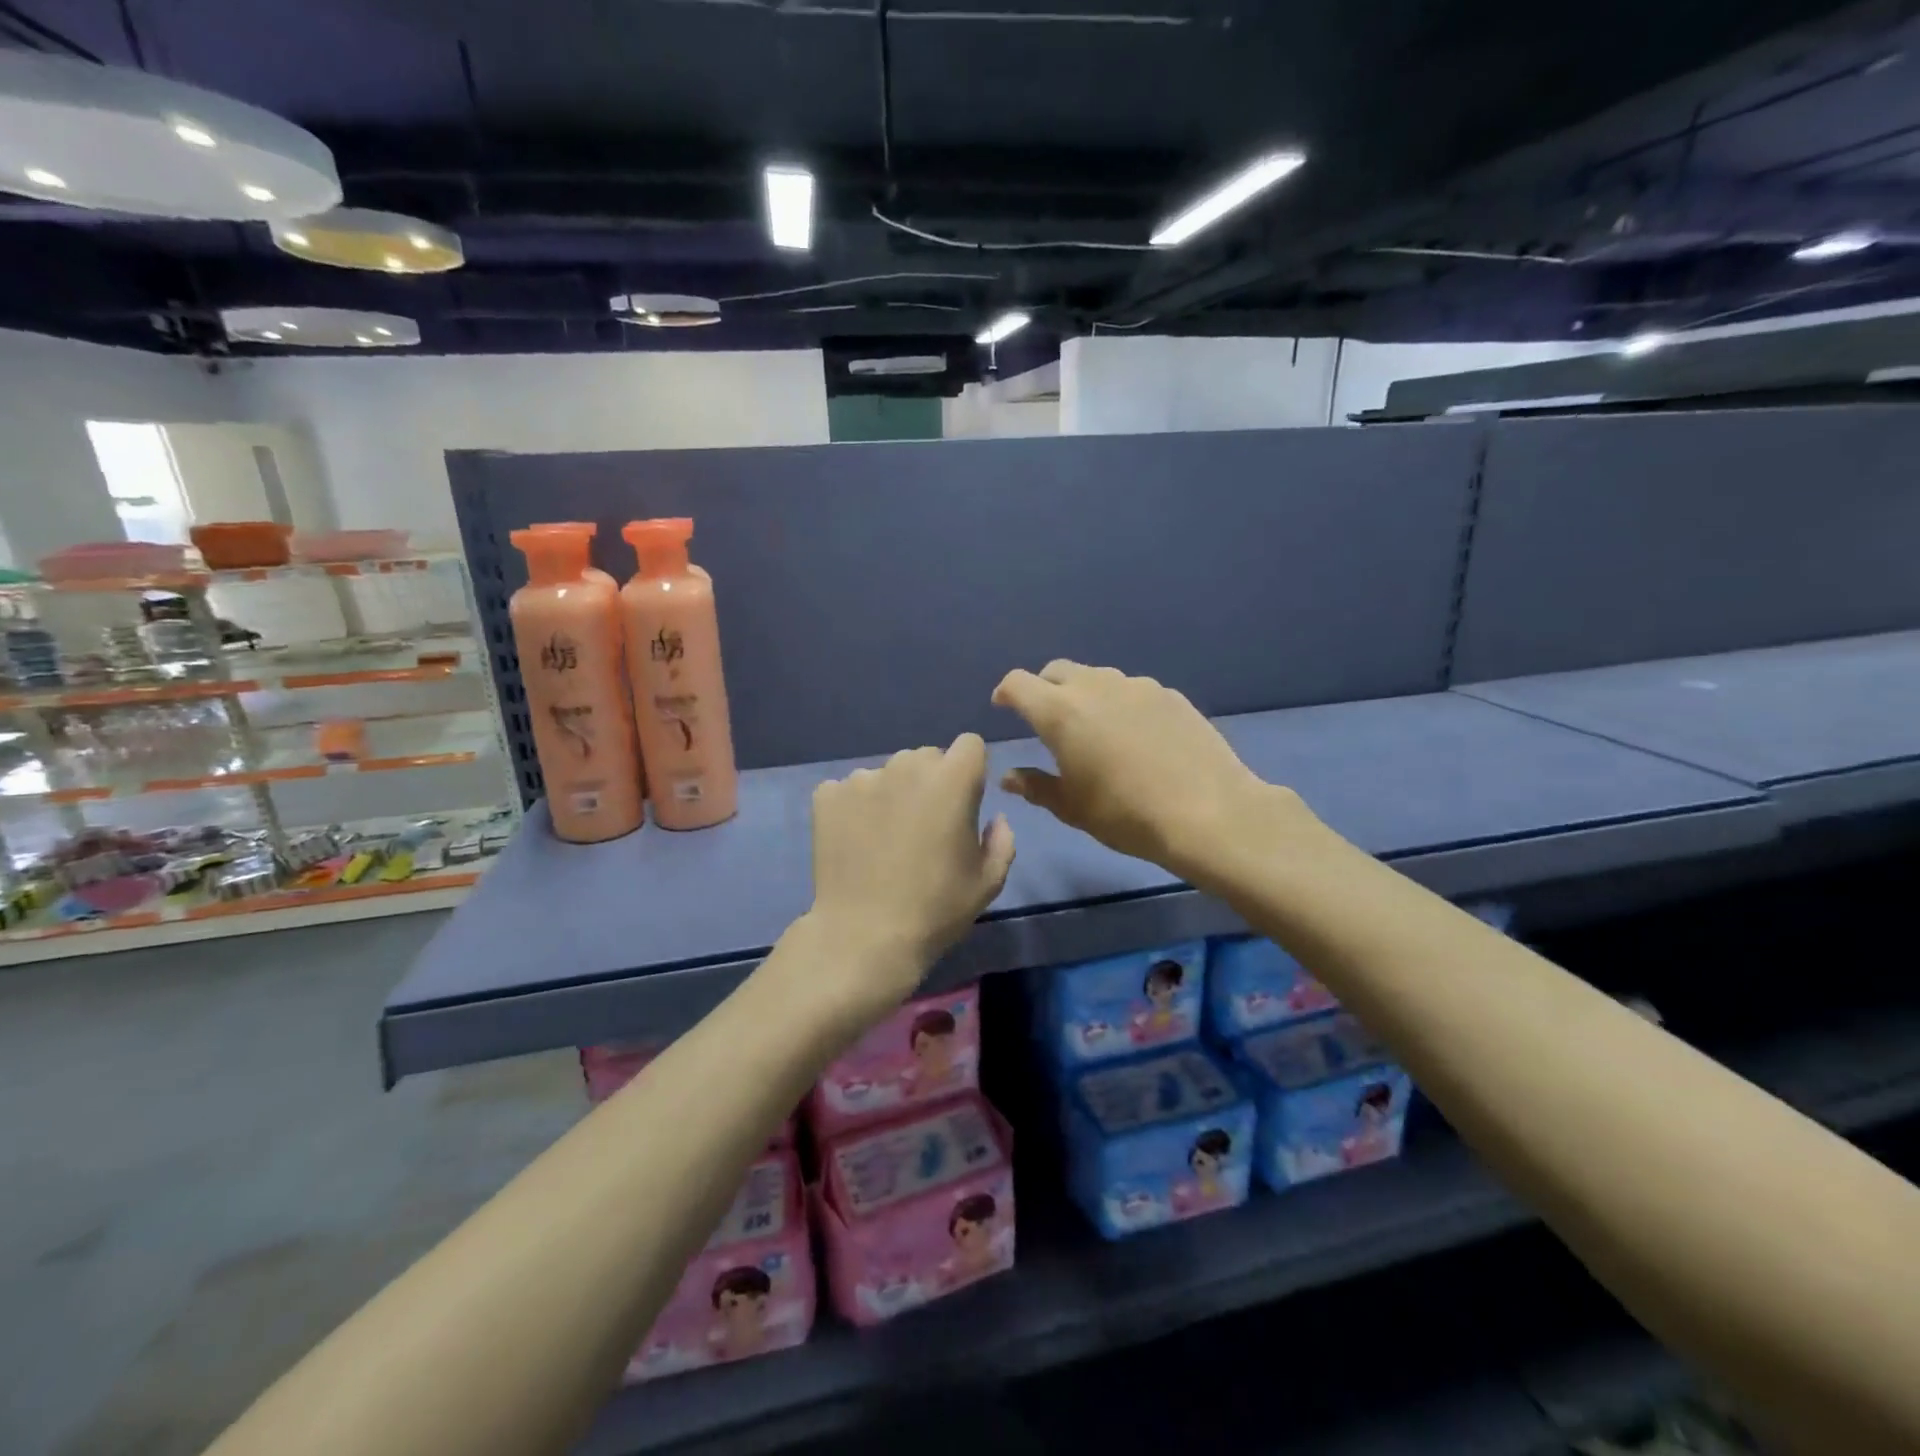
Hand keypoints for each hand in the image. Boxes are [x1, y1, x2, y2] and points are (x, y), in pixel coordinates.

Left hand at [806, 733, 1015, 1016]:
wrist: (864, 936)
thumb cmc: (936, 909)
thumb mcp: (988, 881)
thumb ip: (1001, 840)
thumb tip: (994, 819)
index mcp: (952, 780)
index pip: (969, 745)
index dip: (970, 771)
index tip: (964, 803)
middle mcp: (906, 766)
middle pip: (926, 757)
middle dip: (930, 782)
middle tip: (924, 827)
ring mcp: (862, 778)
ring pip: (887, 773)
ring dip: (892, 794)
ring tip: (884, 838)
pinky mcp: (827, 796)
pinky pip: (849, 789)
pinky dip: (854, 808)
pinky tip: (855, 842)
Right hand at [992, 660, 1299, 880]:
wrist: (1209, 813)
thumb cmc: (1127, 815)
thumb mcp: (1072, 808)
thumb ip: (1036, 787)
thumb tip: (1009, 777)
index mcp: (1061, 712)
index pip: (1018, 683)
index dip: (1006, 693)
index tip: (1003, 707)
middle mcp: (1095, 687)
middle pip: (1057, 671)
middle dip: (1043, 688)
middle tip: (1046, 720)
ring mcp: (1136, 686)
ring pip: (1096, 678)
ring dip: (1083, 694)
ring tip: (1093, 728)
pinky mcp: (1169, 694)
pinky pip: (1131, 690)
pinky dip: (1119, 704)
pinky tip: (1135, 736)